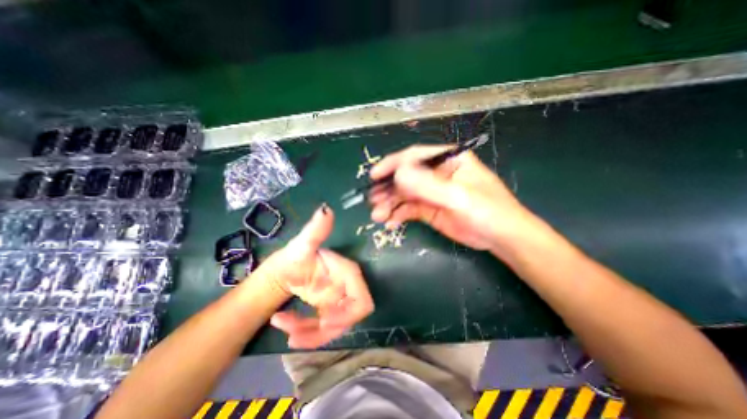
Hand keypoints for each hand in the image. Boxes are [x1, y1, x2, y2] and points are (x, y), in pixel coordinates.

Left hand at [252, 205, 372, 348]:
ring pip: (333, 328)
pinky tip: (286, 328)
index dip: (349, 314)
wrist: (282, 270)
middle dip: (325, 329)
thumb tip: (325, 209)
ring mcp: (337, 302)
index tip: (324, 321)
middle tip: (297, 333)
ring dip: (310, 333)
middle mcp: (346, 289)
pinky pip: (322, 330)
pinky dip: (305, 333)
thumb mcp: (302, 245)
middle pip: (348, 319)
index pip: (362, 300)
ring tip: (285, 326)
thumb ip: (316, 230)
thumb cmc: (294, 256)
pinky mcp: (328, 311)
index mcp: (346, 273)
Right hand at [367, 146, 529, 249]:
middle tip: (372, 200)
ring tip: (377, 215)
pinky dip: (397, 215)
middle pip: (406, 176)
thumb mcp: (459, 197)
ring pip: (404, 194)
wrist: (501, 238)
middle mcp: (436, 174)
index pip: (415, 156)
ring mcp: (431, 193)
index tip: (375, 175)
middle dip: (388, 188)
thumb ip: (428, 186)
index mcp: (448, 160)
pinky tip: (389, 222)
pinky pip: (408, 209)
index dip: (393, 164)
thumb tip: (398, 174)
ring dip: (389, 203)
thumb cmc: (488, 211)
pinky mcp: (429, 209)